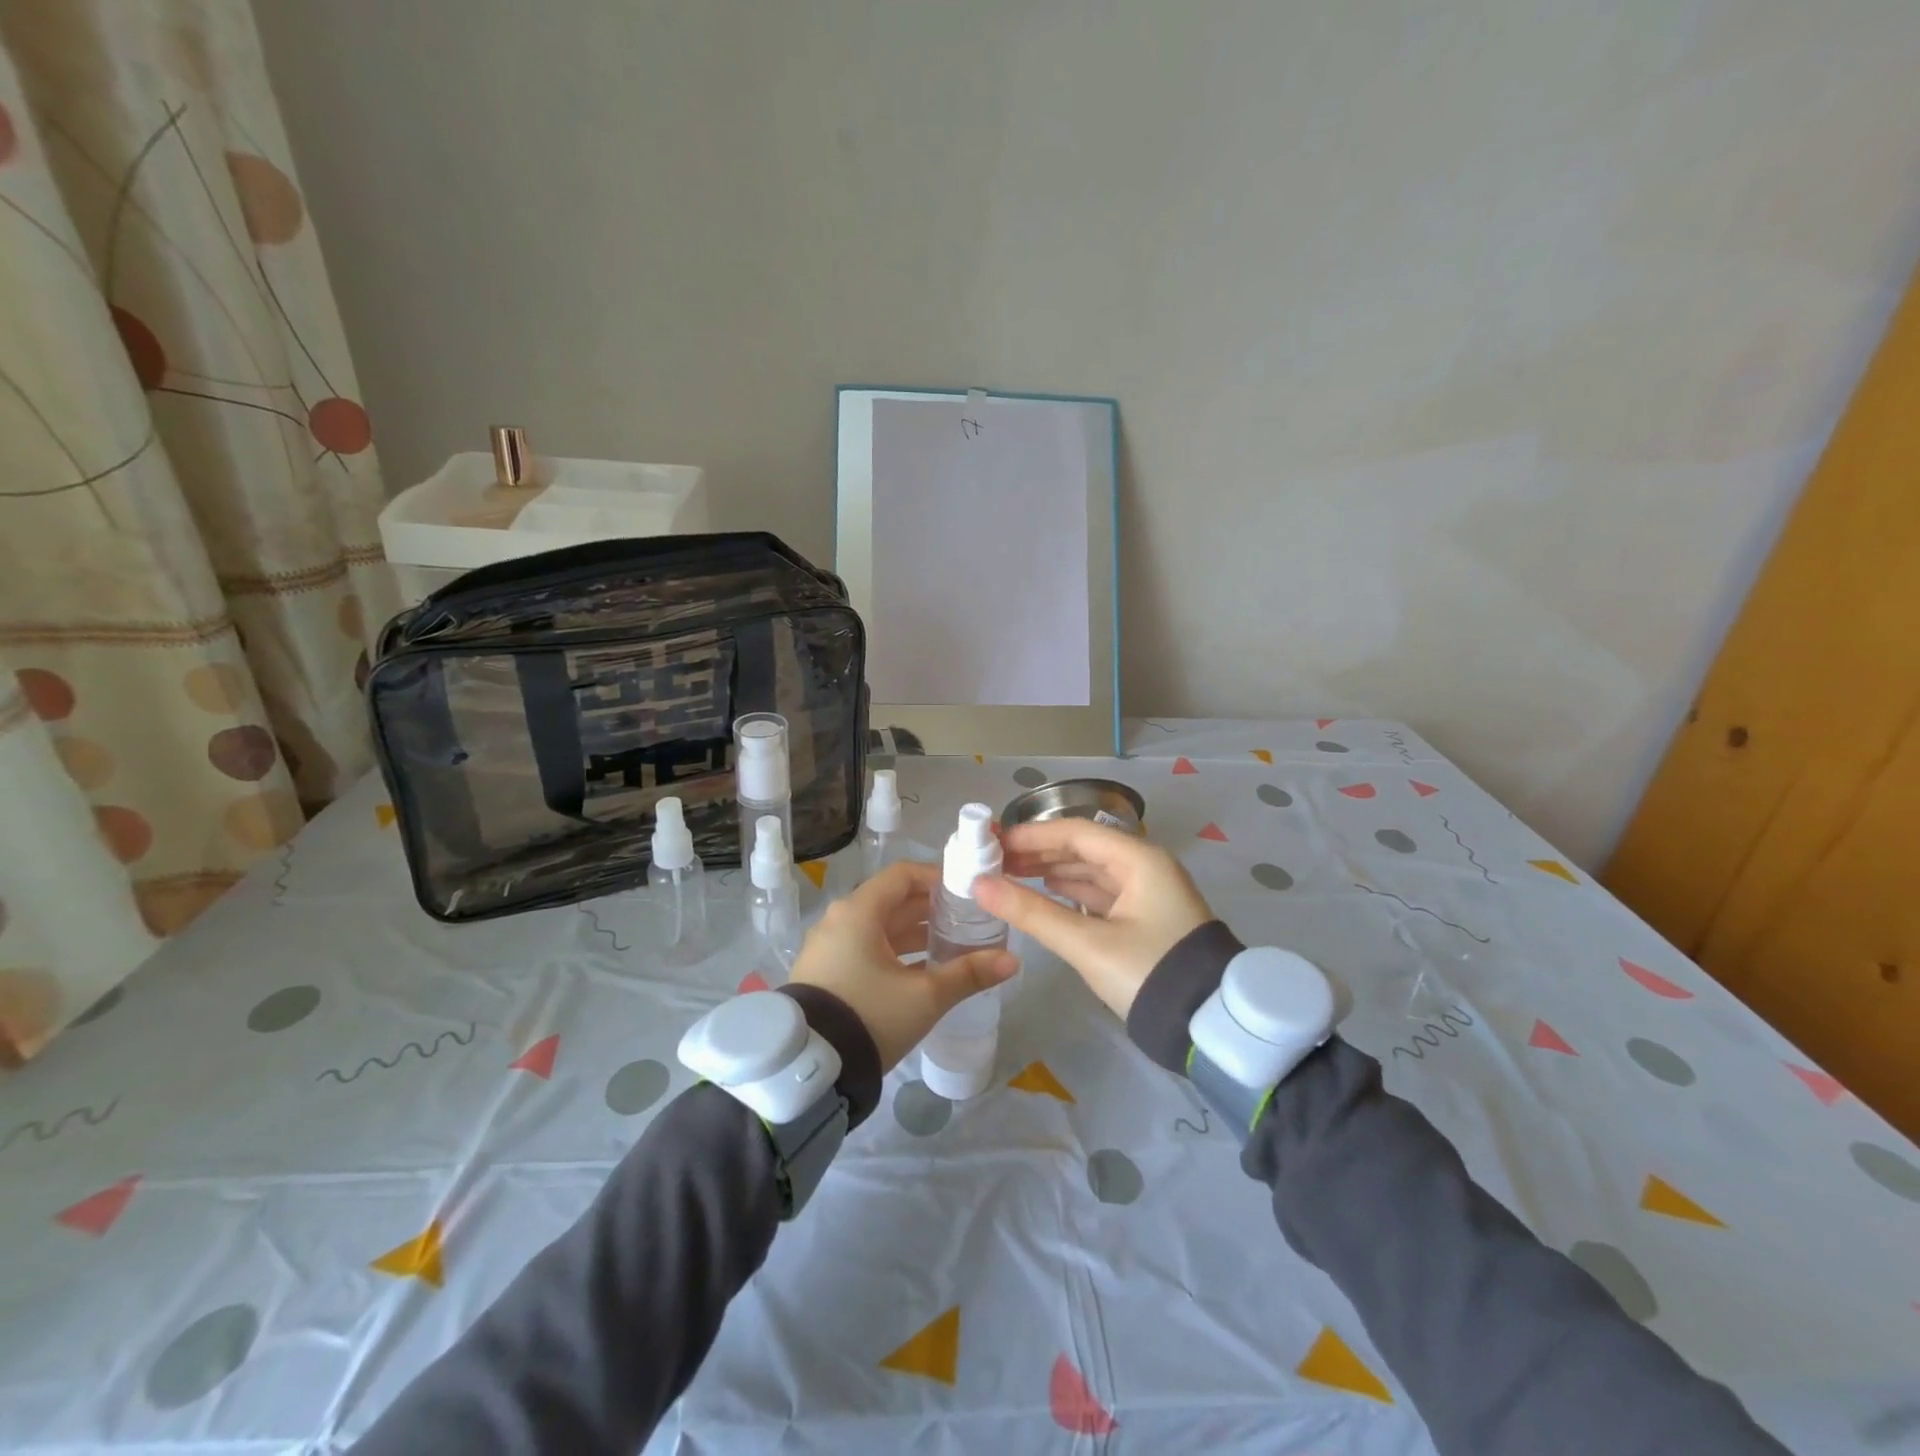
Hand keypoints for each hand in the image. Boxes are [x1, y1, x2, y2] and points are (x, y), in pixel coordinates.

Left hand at [789, 860, 1017, 1070]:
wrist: (809, 1067)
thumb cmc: (870, 1015)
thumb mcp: (925, 996)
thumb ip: (968, 974)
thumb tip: (1012, 960)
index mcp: (859, 911)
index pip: (903, 875)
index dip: (937, 878)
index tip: (967, 892)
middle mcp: (839, 920)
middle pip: (891, 901)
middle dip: (931, 910)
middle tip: (967, 921)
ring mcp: (828, 947)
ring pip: (879, 928)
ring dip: (914, 933)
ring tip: (951, 947)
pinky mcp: (824, 972)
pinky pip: (864, 948)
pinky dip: (894, 952)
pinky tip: (920, 972)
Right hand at [973, 819, 1212, 1019]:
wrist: (1208, 1025)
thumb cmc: (1148, 973)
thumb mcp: (1088, 944)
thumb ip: (1032, 912)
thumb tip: (979, 886)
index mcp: (1139, 859)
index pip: (1076, 832)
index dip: (1032, 835)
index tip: (993, 842)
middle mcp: (1145, 866)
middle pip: (1083, 848)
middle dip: (1039, 853)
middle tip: (995, 861)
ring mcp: (1148, 892)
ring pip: (1091, 871)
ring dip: (1053, 871)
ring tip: (1011, 877)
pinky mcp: (1146, 917)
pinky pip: (1101, 893)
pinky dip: (1071, 892)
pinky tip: (1047, 894)